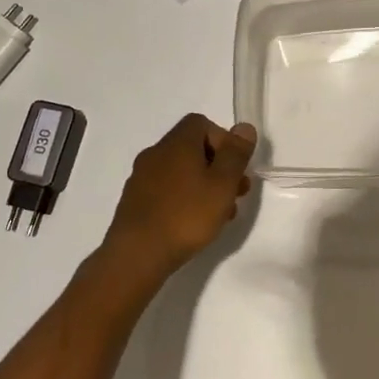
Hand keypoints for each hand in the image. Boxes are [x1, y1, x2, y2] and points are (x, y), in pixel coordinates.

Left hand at [101, 114, 256, 282]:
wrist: (136, 255)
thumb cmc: (186, 215)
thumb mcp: (222, 184)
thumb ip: (235, 154)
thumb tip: (244, 127)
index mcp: (177, 143)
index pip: (202, 123)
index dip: (224, 141)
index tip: (235, 168)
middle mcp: (156, 153)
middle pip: (193, 149)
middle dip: (218, 168)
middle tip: (235, 194)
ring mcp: (141, 177)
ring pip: (181, 172)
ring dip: (203, 186)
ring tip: (220, 215)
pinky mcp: (135, 201)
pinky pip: (166, 191)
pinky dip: (184, 199)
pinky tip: (193, 225)